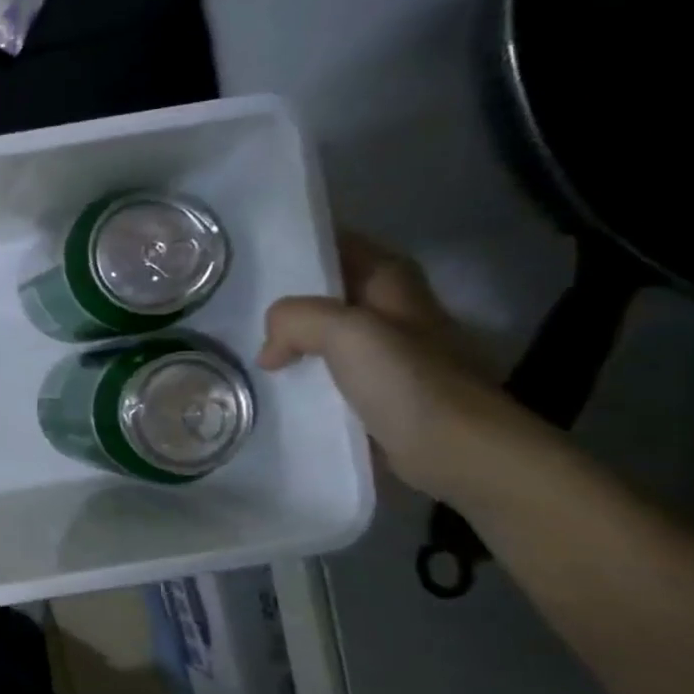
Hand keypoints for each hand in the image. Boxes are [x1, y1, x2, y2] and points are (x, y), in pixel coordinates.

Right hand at [258, 234, 521, 501]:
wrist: (459, 450)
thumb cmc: (409, 381)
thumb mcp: (345, 332)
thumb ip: (296, 319)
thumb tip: (269, 349)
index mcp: (392, 282)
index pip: (340, 244)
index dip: (300, 244)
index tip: (254, 254)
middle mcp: (391, 309)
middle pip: (328, 289)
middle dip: (287, 293)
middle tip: (235, 301)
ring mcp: (385, 351)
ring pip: (324, 330)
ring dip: (289, 336)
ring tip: (244, 342)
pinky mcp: (377, 390)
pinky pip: (326, 369)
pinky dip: (300, 371)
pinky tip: (274, 382)